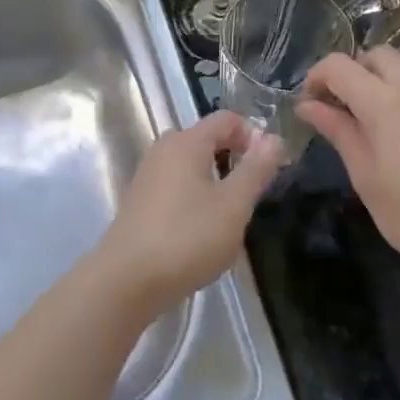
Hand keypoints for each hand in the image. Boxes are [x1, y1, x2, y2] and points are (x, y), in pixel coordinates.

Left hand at [98, 111, 284, 310]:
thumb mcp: (233, 205)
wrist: (125, 281)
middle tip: (251, 195)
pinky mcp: (140, 200)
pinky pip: (176, 184)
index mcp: (187, 141)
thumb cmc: (186, 238)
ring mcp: (148, 174)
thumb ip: (256, 169)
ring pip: (191, 164)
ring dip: (215, 180)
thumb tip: (274, 138)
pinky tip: (200, 230)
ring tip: (229, 216)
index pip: (227, 119)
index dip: (254, 136)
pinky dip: (194, 196)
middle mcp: (164, 148)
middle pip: (208, 139)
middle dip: (234, 159)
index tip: (269, 168)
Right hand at [297, 48, 399, 289]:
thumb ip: (339, 132)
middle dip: (352, 71)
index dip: (317, 77)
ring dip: (379, 83)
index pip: (340, 65)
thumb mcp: (366, 177)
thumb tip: (309, 106)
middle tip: (340, 107)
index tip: (309, 104)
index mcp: (386, 103)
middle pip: (377, 55)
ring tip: (370, 124)